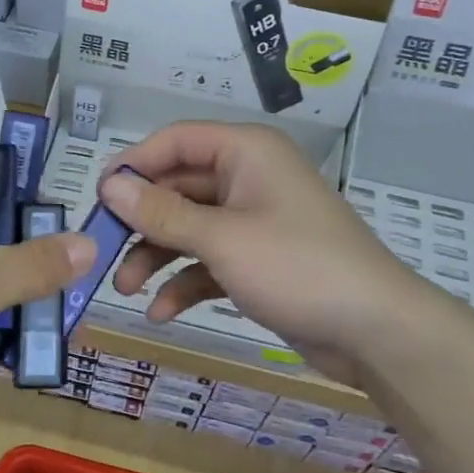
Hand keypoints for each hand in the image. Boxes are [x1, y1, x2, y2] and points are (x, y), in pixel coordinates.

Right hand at [98, 121, 431, 388]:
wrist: (376, 331)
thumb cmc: (298, 267)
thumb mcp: (222, 238)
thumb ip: (162, 212)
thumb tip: (109, 185)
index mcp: (245, 152)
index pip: (174, 141)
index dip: (133, 165)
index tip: (97, 199)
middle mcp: (247, 178)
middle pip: (176, 188)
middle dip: (140, 222)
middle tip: (102, 252)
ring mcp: (252, 221)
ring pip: (188, 227)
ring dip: (155, 256)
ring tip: (126, 290)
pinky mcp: (256, 260)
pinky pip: (207, 261)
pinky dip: (184, 282)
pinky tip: (162, 313)